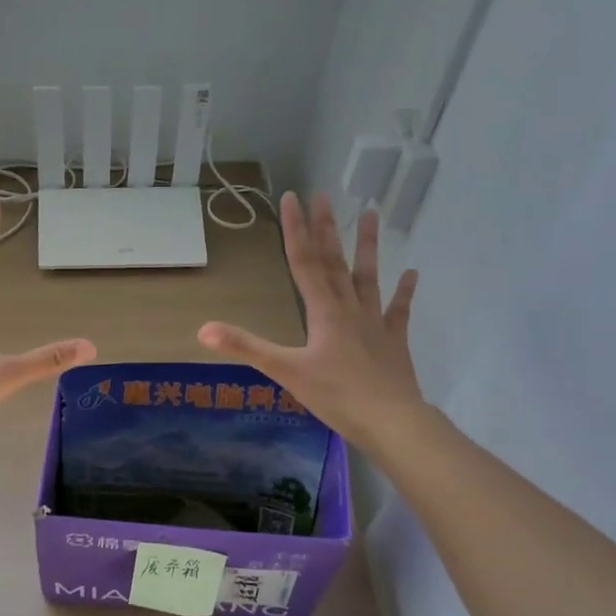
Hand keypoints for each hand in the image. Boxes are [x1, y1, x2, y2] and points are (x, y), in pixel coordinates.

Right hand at [197, 191, 426, 446]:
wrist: (391, 420)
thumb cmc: (336, 395)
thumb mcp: (285, 371)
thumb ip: (246, 347)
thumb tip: (203, 330)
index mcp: (323, 312)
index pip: (304, 263)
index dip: (295, 230)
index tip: (292, 198)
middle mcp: (350, 308)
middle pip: (335, 262)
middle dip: (326, 228)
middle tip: (323, 195)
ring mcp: (375, 323)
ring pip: (369, 277)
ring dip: (368, 246)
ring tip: (371, 213)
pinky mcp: (394, 342)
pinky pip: (399, 311)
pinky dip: (404, 292)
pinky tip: (412, 273)